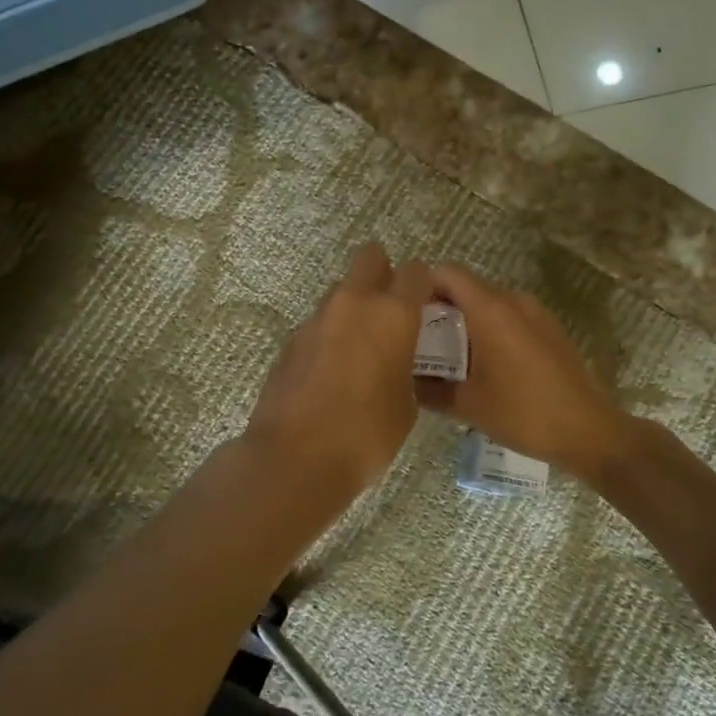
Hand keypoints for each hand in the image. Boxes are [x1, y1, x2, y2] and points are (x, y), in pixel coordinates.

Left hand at [244, 244, 432, 498]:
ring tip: (360, 349)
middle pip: (369, 257)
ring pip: (340, 291)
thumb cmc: (367, 434)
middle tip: (390, 310)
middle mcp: (353, 304)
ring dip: (354, 307)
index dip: (424, 285)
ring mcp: (316, 319)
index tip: (425, 306)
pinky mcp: (290, 340)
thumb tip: (393, 361)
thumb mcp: (406, 404)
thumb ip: (404, 367)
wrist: (296, 457)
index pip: (416, 272)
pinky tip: (331, 372)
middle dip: (382, 273)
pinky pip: (319, 324)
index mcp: (392, 314)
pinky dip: (329, 336)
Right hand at [414, 264, 629, 478]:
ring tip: (450, 358)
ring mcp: (536, 313)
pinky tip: (485, 367)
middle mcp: (514, 301)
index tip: (407, 314)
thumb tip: (406, 381)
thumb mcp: (467, 405)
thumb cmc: (523, 413)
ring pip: (489, 305)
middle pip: (467, 288)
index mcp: (490, 310)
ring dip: (466, 323)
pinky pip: (510, 318)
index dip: (422, 287)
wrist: (588, 431)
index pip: (447, 273)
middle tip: (421, 343)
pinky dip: (490, 332)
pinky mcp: (550, 329)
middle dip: (441, 310)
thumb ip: (429, 389)